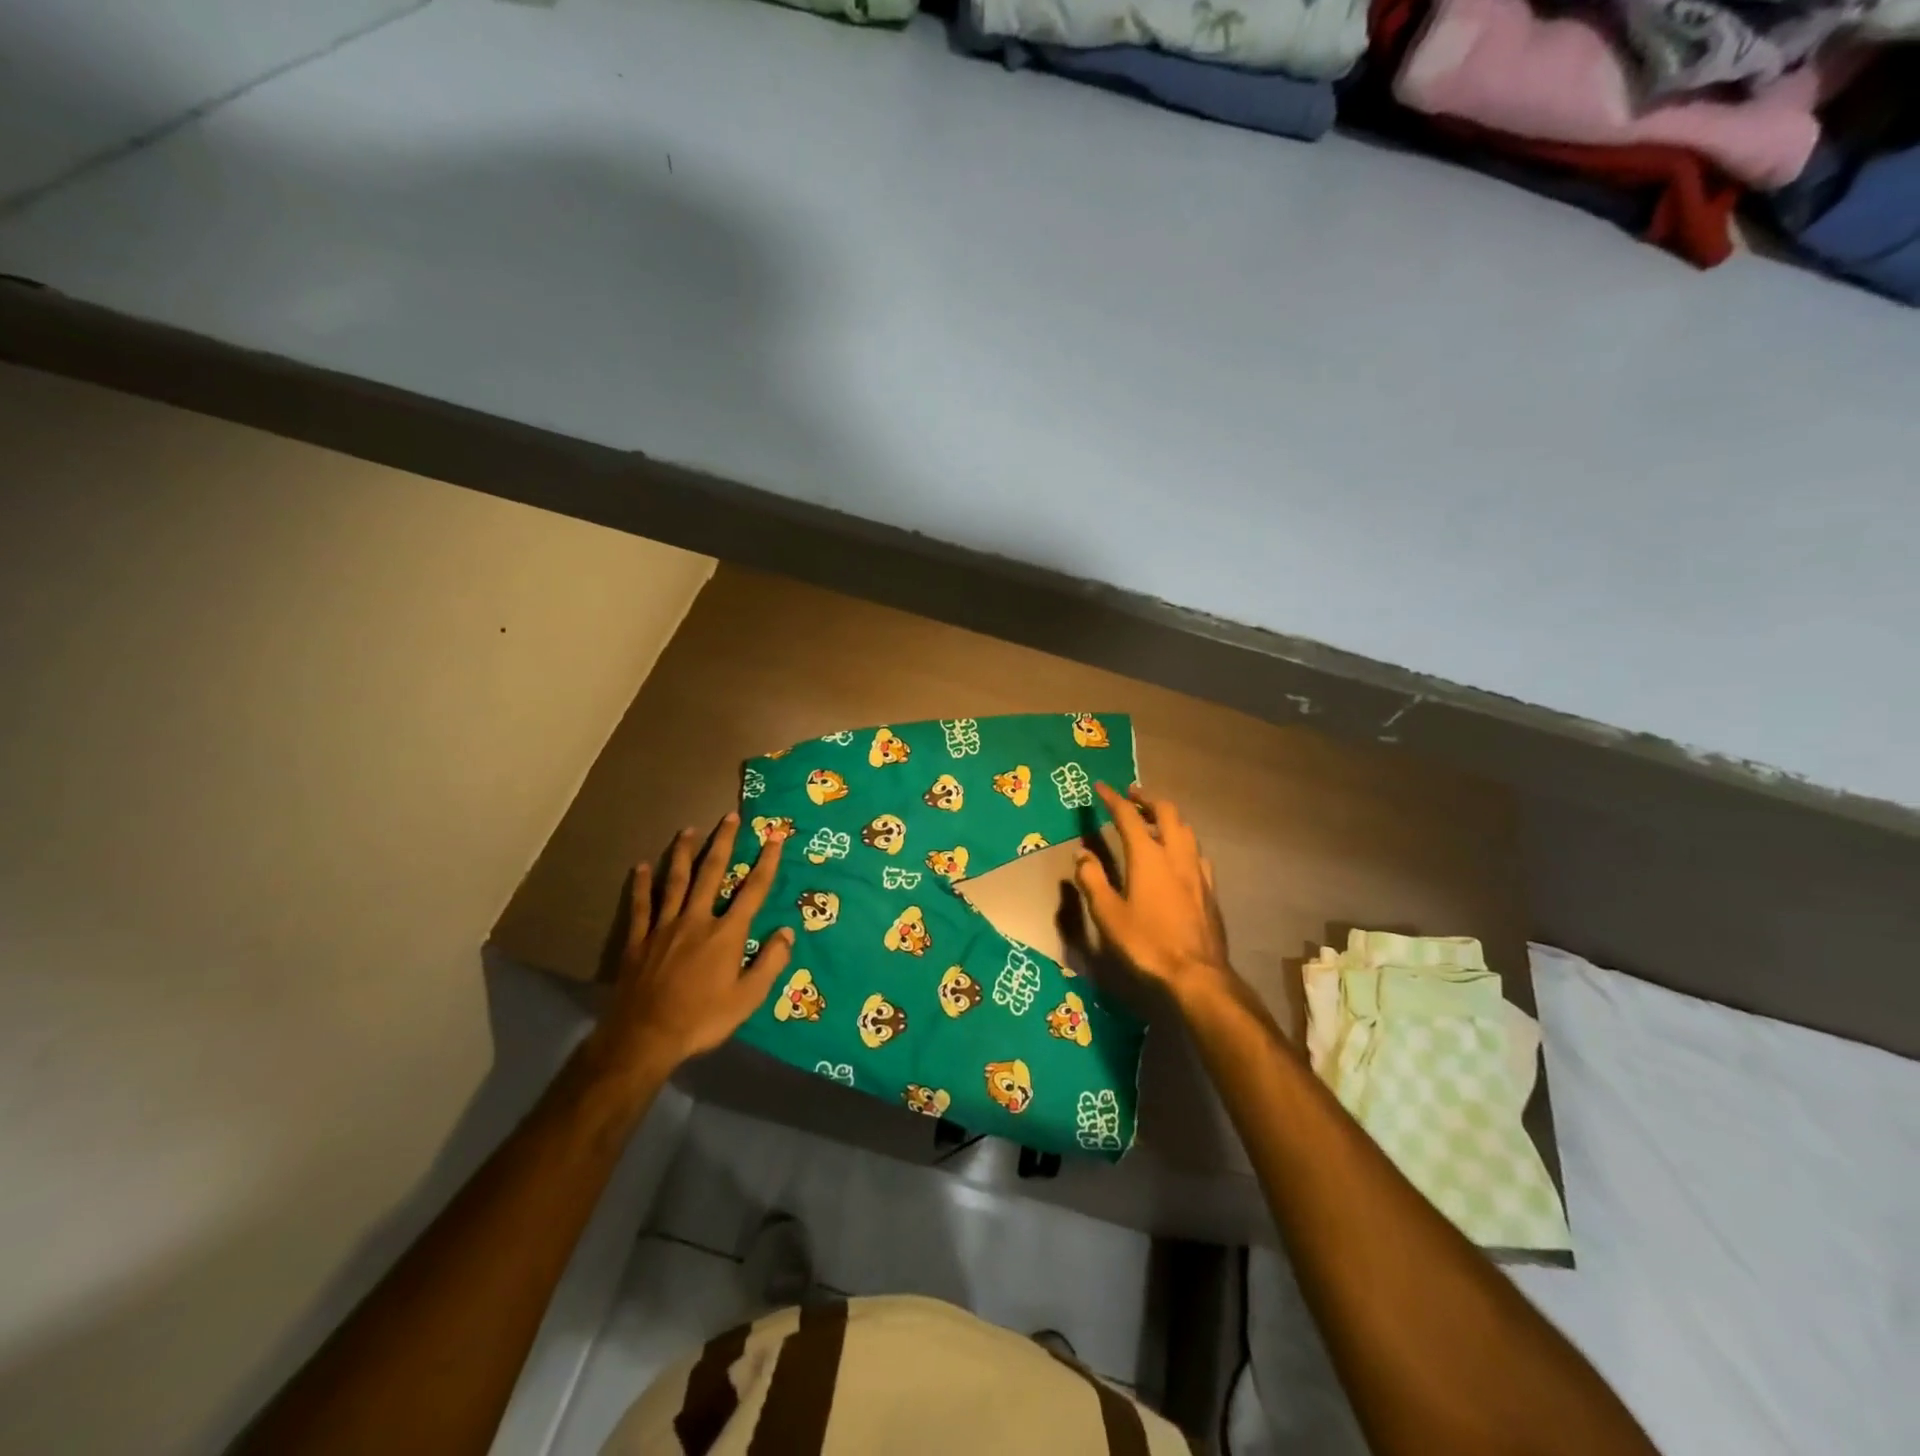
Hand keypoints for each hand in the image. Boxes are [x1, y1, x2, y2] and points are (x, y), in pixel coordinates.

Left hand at [583, 813, 792, 1083]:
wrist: (644, 1038)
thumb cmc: (702, 1020)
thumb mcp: (748, 998)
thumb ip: (770, 963)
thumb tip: (787, 931)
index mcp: (726, 934)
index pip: (753, 890)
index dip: (767, 862)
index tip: (775, 837)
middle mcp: (697, 920)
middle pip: (712, 873)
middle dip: (724, 843)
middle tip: (730, 816)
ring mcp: (664, 927)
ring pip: (675, 881)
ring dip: (683, 852)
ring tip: (688, 829)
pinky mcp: (639, 940)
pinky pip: (642, 906)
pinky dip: (642, 884)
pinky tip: (641, 866)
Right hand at [1074, 782, 1236, 1010]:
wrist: (1197, 973)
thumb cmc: (1146, 943)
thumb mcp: (1108, 914)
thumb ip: (1093, 880)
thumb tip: (1082, 854)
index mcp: (1147, 856)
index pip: (1128, 816)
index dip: (1113, 799)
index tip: (1100, 787)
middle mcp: (1175, 854)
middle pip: (1166, 812)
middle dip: (1147, 799)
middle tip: (1131, 796)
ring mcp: (1197, 870)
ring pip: (1186, 829)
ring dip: (1167, 817)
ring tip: (1153, 821)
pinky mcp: (1209, 888)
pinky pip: (1197, 852)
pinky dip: (1183, 842)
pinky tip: (1178, 856)